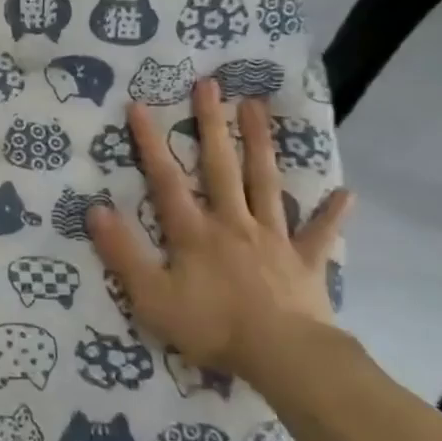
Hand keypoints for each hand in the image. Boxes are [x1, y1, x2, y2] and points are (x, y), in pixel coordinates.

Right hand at [88, 78, 351, 382]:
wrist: (283, 356)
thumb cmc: (212, 326)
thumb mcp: (150, 296)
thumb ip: (122, 252)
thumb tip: (96, 209)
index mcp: (194, 231)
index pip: (165, 179)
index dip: (149, 142)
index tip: (139, 105)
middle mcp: (232, 222)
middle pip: (220, 166)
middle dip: (212, 124)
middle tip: (210, 84)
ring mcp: (273, 239)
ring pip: (265, 183)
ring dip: (260, 144)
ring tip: (256, 107)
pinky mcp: (305, 262)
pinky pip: (319, 234)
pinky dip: (331, 214)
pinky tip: (345, 192)